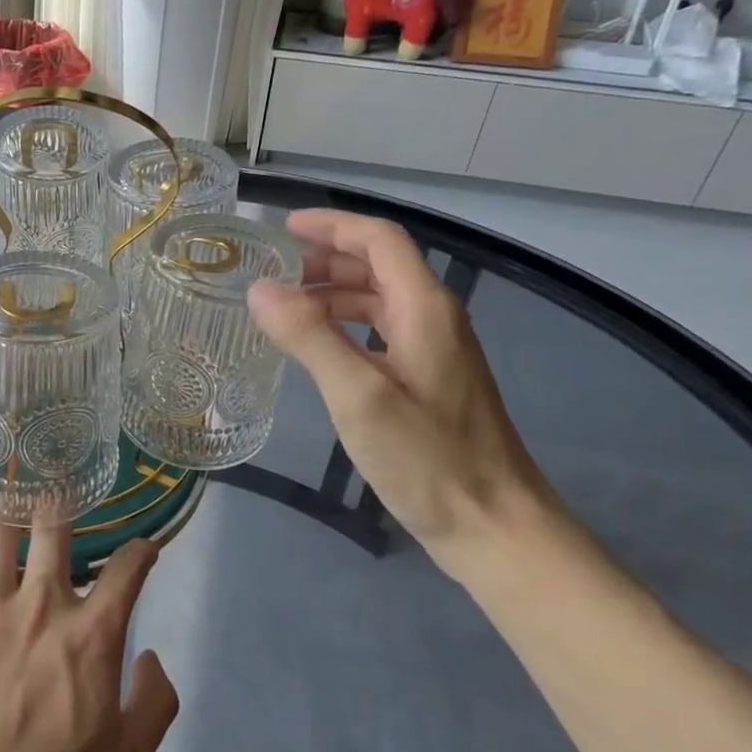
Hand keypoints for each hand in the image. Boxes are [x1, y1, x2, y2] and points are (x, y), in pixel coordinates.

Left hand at [0, 523, 178, 751]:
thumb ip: (154, 703)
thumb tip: (149, 658)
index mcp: (91, 633)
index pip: (127, 567)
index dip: (142, 549)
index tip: (145, 548)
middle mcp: (41, 606)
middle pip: (54, 528)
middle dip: (63, 506)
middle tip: (63, 501)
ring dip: (5, 517)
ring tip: (9, 509)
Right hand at [247, 208, 557, 564]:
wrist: (492, 525)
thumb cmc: (428, 458)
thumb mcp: (359, 395)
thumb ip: (309, 337)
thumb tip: (259, 289)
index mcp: (424, 308)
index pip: (379, 240)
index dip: (332, 226)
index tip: (282, 228)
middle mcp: (433, 319)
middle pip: (378, 266)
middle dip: (324, 260)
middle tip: (271, 274)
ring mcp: (433, 352)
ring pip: (378, 301)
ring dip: (332, 294)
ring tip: (283, 310)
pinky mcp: (428, 382)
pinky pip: (380, 333)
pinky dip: (344, 327)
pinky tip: (317, 350)